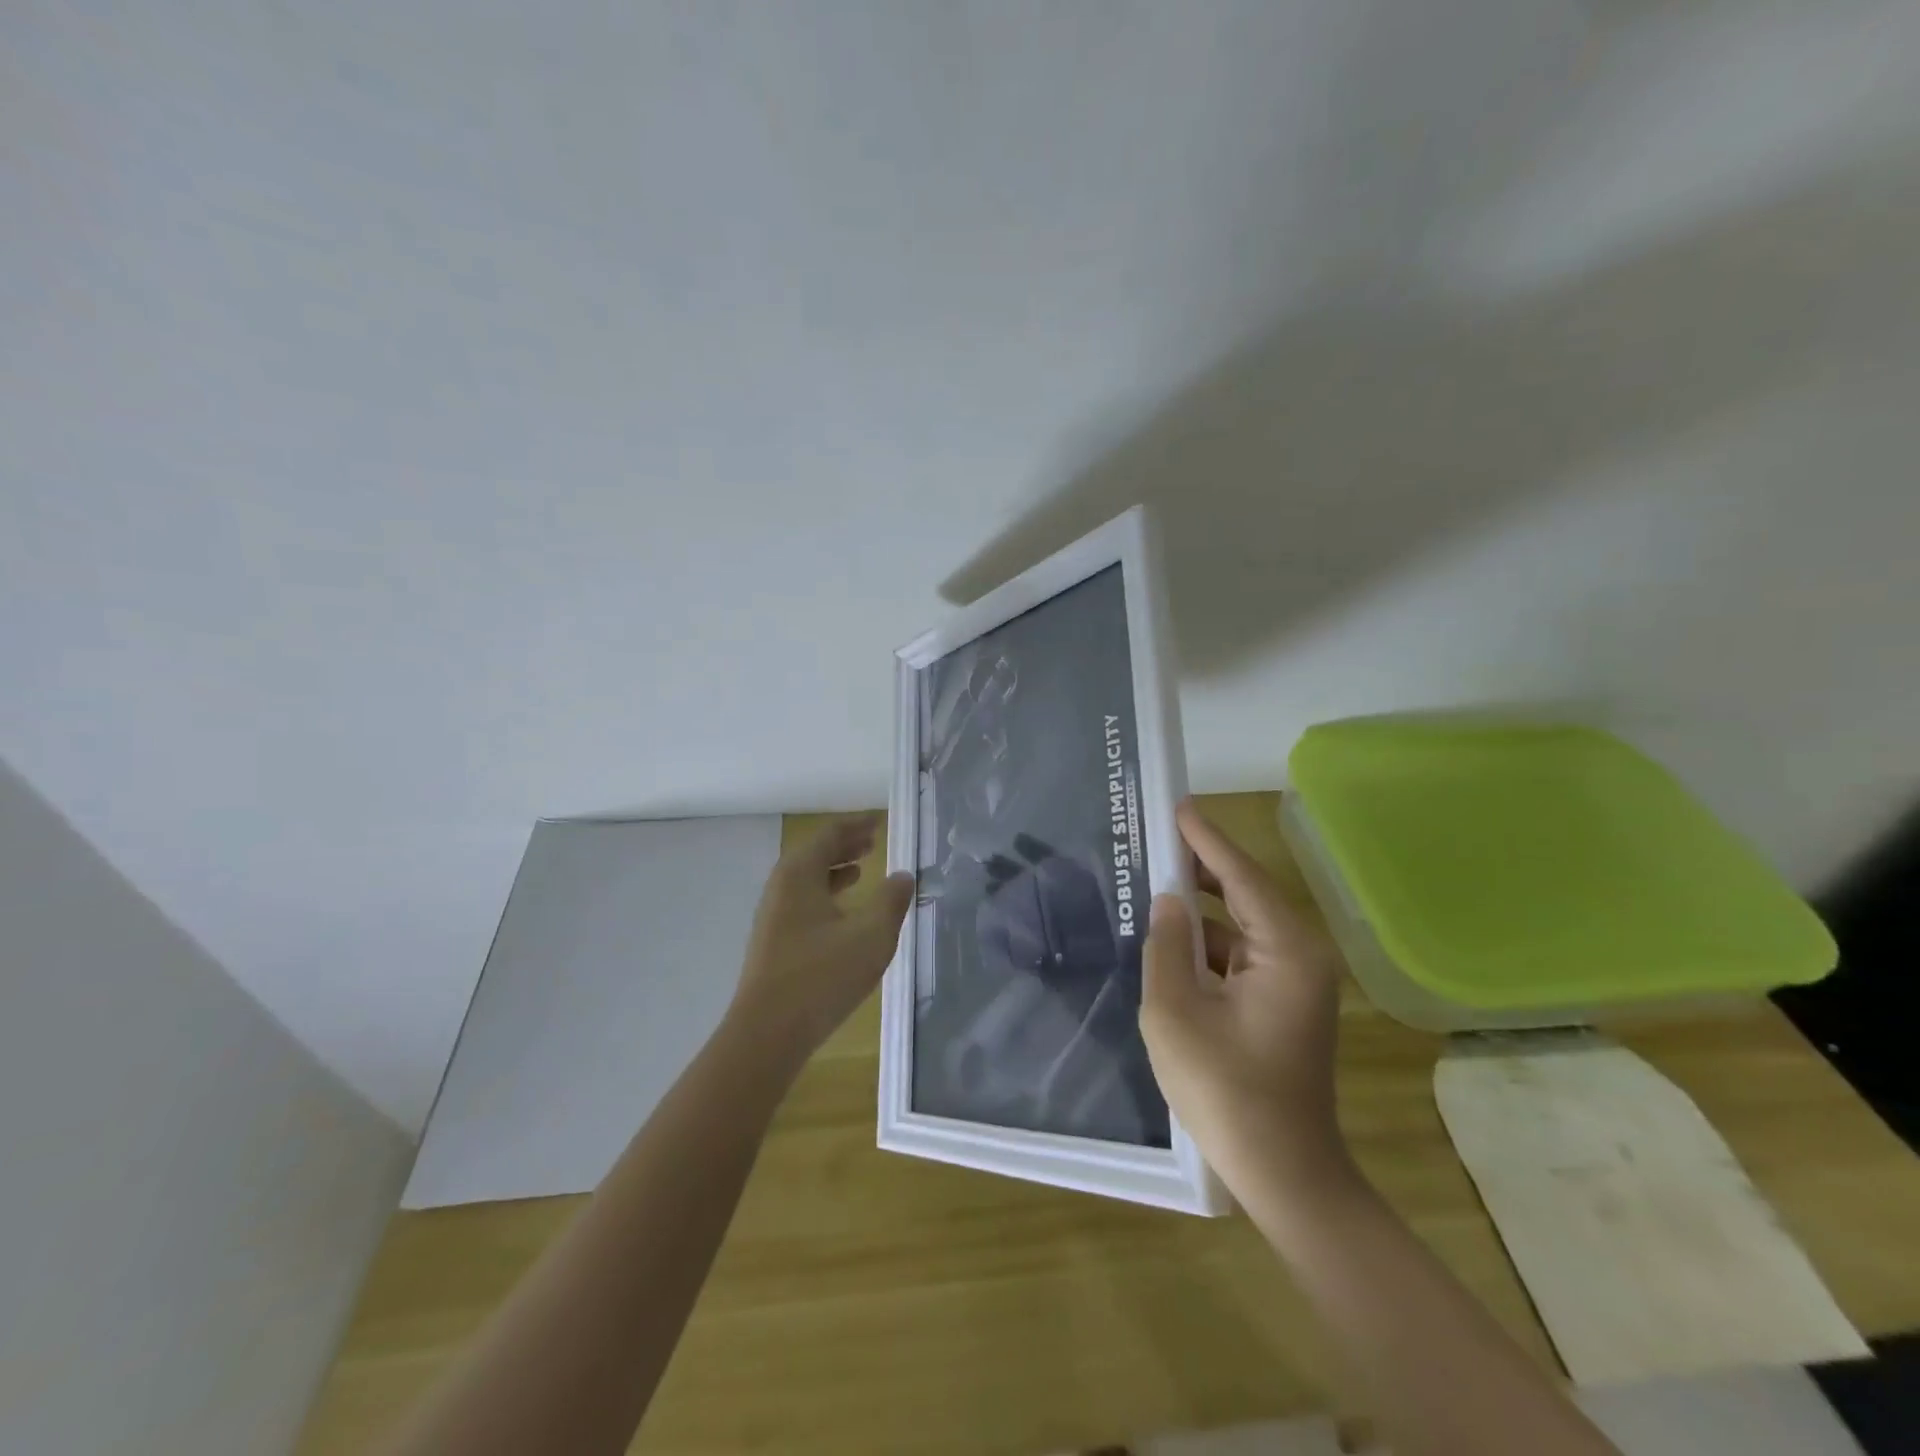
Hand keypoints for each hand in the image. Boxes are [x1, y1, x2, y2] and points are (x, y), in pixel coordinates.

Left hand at [729, 814, 914, 1064]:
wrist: (767, 1033)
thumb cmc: (822, 976)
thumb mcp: (871, 936)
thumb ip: (891, 901)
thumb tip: (903, 875)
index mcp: (800, 873)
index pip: (829, 834)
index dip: (856, 825)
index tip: (878, 821)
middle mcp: (781, 886)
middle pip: (815, 853)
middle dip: (845, 845)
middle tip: (872, 841)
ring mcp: (773, 915)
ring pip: (807, 879)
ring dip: (835, 869)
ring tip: (862, 869)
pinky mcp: (773, 940)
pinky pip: (802, 900)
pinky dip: (825, 894)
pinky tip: (843, 913)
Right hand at [1141, 800, 1350, 1192]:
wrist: (1283, 1174)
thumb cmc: (1226, 1091)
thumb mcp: (1176, 1012)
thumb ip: (1166, 946)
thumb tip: (1168, 901)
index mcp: (1286, 950)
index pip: (1241, 876)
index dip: (1206, 838)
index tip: (1177, 805)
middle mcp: (1299, 956)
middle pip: (1245, 894)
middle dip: (1201, 866)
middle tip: (1155, 836)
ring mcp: (1293, 982)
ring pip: (1239, 926)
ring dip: (1199, 908)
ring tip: (1152, 881)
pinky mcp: (1280, 1004)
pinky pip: (1238, 955)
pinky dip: (1205, 943)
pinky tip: (1169, 940)